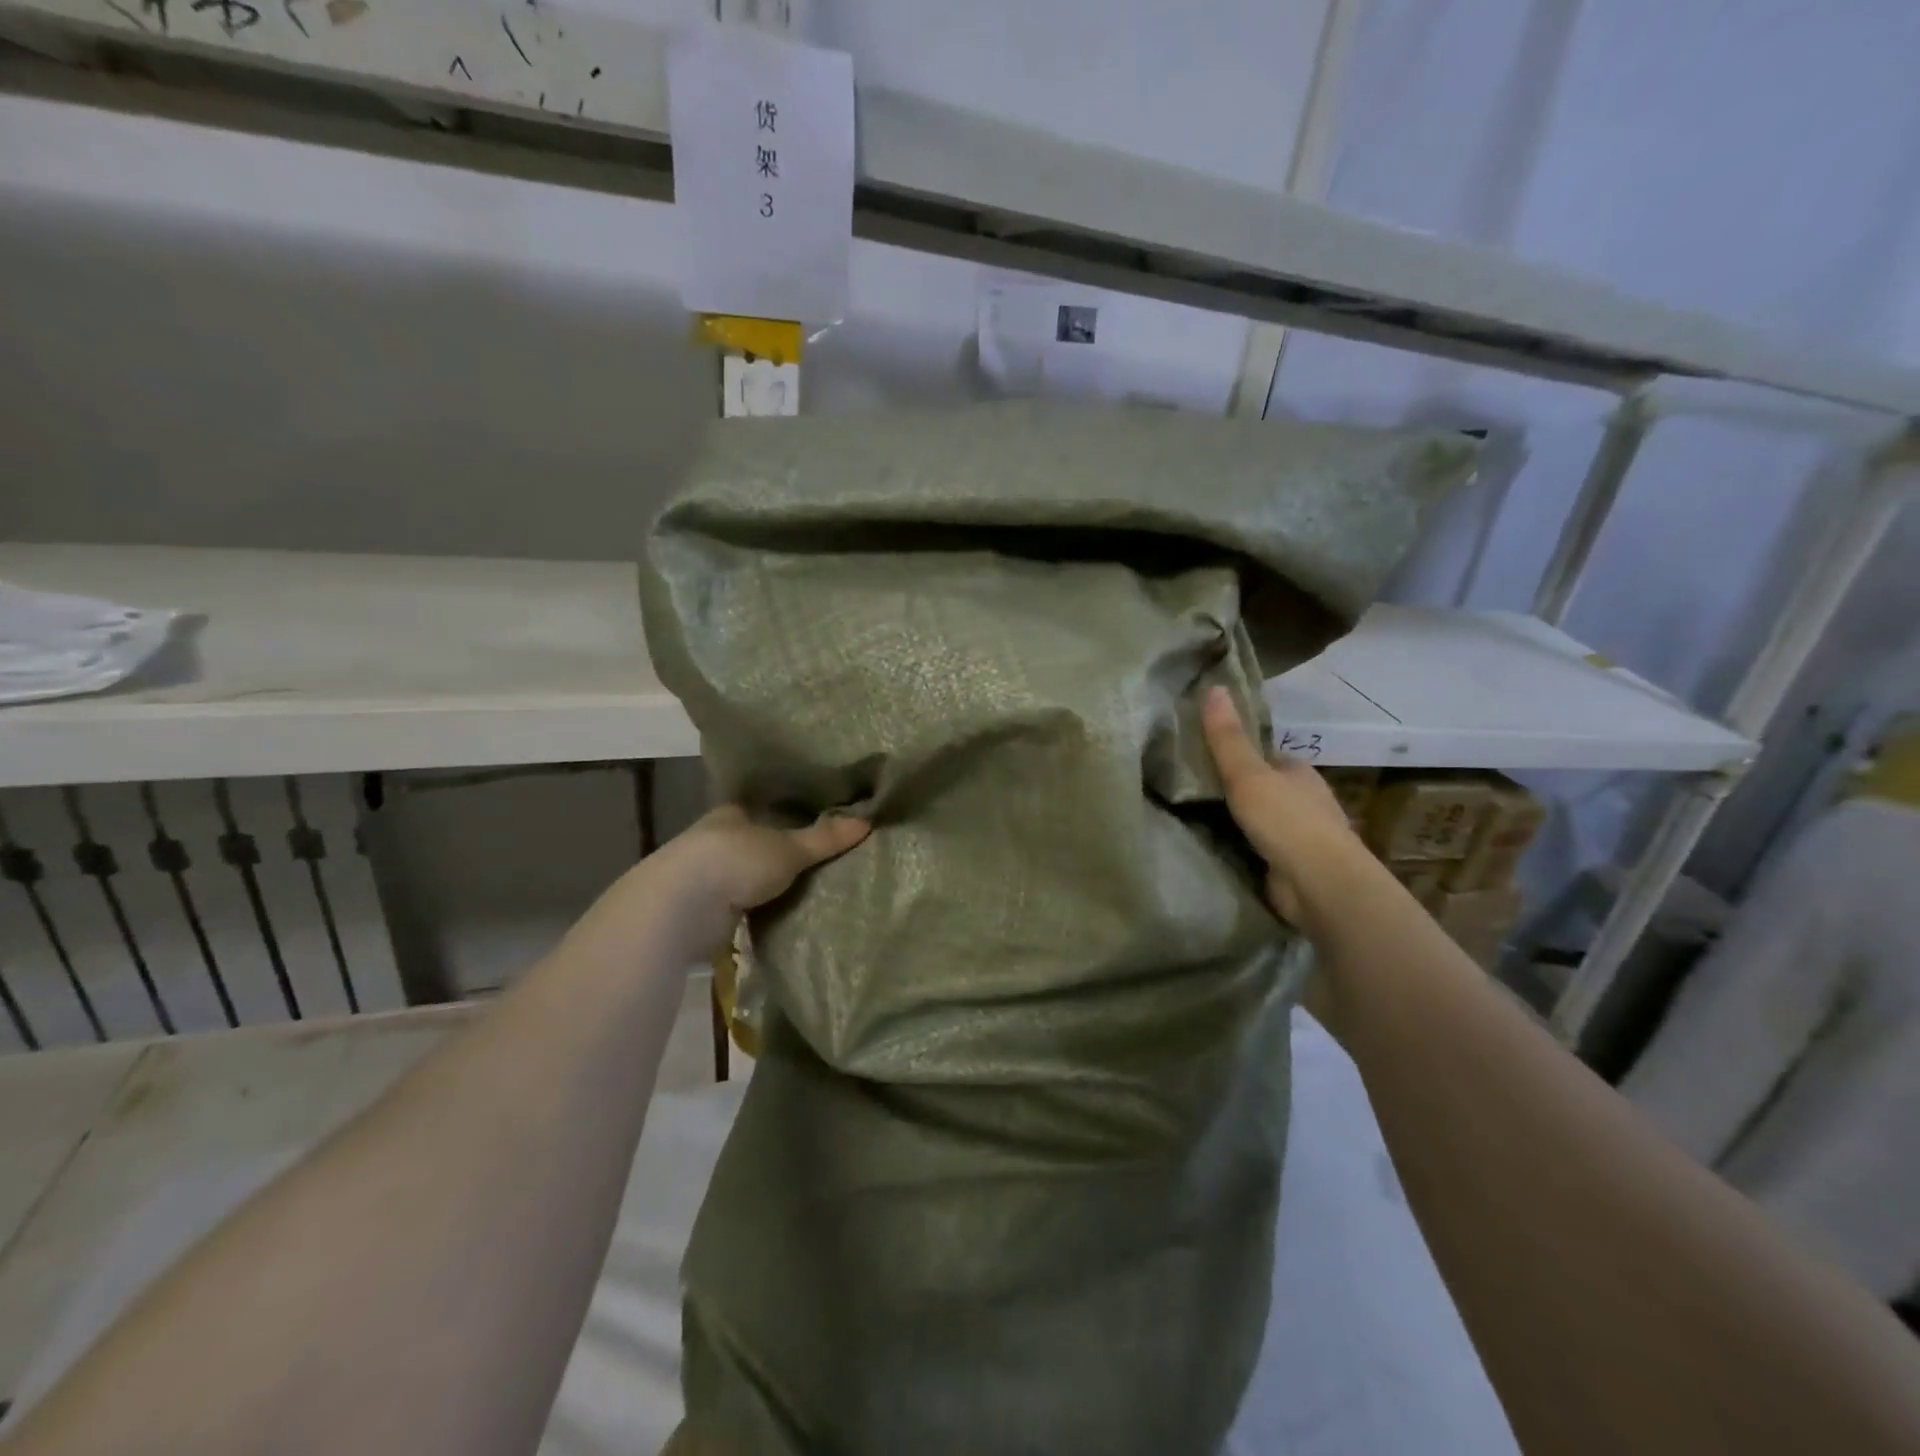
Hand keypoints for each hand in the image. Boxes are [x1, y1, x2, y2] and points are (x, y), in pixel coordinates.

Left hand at [648, 805, 869, 955]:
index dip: (783, 813)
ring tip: (807, 889)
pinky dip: (758, 911)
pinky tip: (781, 915)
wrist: (681, 908)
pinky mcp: (703, 912)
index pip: (759, 808)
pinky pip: (741, 907)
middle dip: (777, 852)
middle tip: (819, 858)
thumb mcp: (789, 848)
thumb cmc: (734, 861)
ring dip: (766, 884)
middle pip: (753, 843)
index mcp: (730, 815)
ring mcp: (706, 877)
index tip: (812, 820)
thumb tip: (868, 821)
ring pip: (745, 876)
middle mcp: (714, 841)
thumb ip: (824, 838)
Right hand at [1200, 685, 1368, 933]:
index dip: (1240, 756)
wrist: (1320, 883)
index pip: (1266, 757)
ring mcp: (1303, 836)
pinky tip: (1222, 850)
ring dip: (1243, 822)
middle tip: (1195, 793)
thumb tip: (1214, 685)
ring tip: (1199, 821)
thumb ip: (1227, 738)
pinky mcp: (1295, 866)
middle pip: (1267, 788)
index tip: (1206, 760)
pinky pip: (1264, 850)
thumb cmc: (1286, 820)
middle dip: (1240, 791)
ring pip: (1266, 821)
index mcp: (1299, 771)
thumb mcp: (1247, 774)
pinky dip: (1247, 848)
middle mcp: (1306, 800)